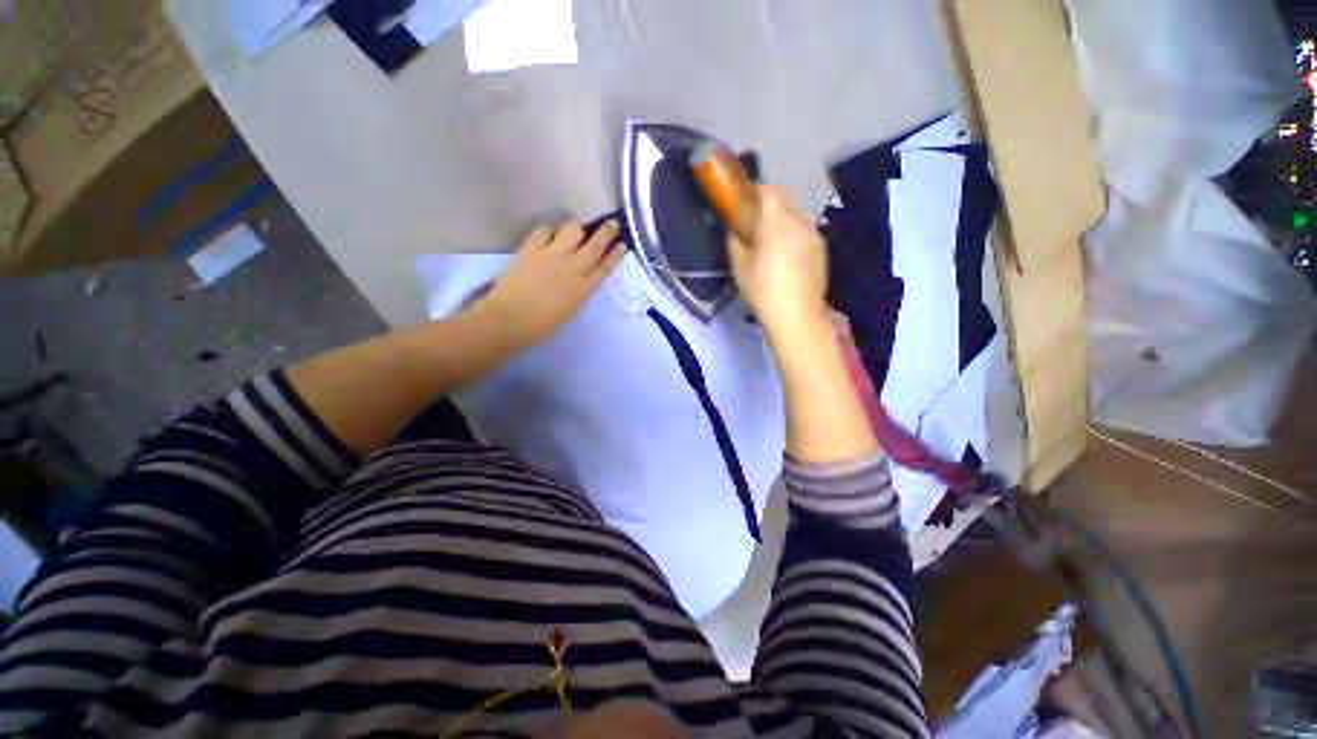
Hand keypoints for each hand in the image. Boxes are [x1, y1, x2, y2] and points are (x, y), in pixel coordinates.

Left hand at [475, 219, 623, 347]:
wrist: (512, 319)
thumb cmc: (542, 325)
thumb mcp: (571, 309)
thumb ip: (579, 291)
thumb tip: (580, 278)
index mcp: (585, 288)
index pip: (605, 267)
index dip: (614, 255)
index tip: (622, 245)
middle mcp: (574, 267)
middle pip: (595, 244)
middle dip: (606, 232)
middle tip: (612, 224)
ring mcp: (553, 254)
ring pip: (573, 229)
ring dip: (576, 229)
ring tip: (573, 231)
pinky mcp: (532, 248)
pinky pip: (544, 230)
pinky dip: (548, 231)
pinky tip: (546, 236)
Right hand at [727, 185, 829, 337]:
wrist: (796, 316)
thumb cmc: (762, 290)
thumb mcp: (739, 266)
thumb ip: (736, 242)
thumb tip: (735, 230)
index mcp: (776, 222)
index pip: (768, 192)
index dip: (755, 192)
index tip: (745, 201)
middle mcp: (799, 221)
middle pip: (785, 202)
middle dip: (769, 206)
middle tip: (755, 223)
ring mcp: (814, 236)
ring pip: (797, 218)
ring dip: (783, 222)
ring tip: (772, 243)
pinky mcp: (822, 251)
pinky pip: (805, 234)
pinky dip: (794, 237)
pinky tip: (787, 258)